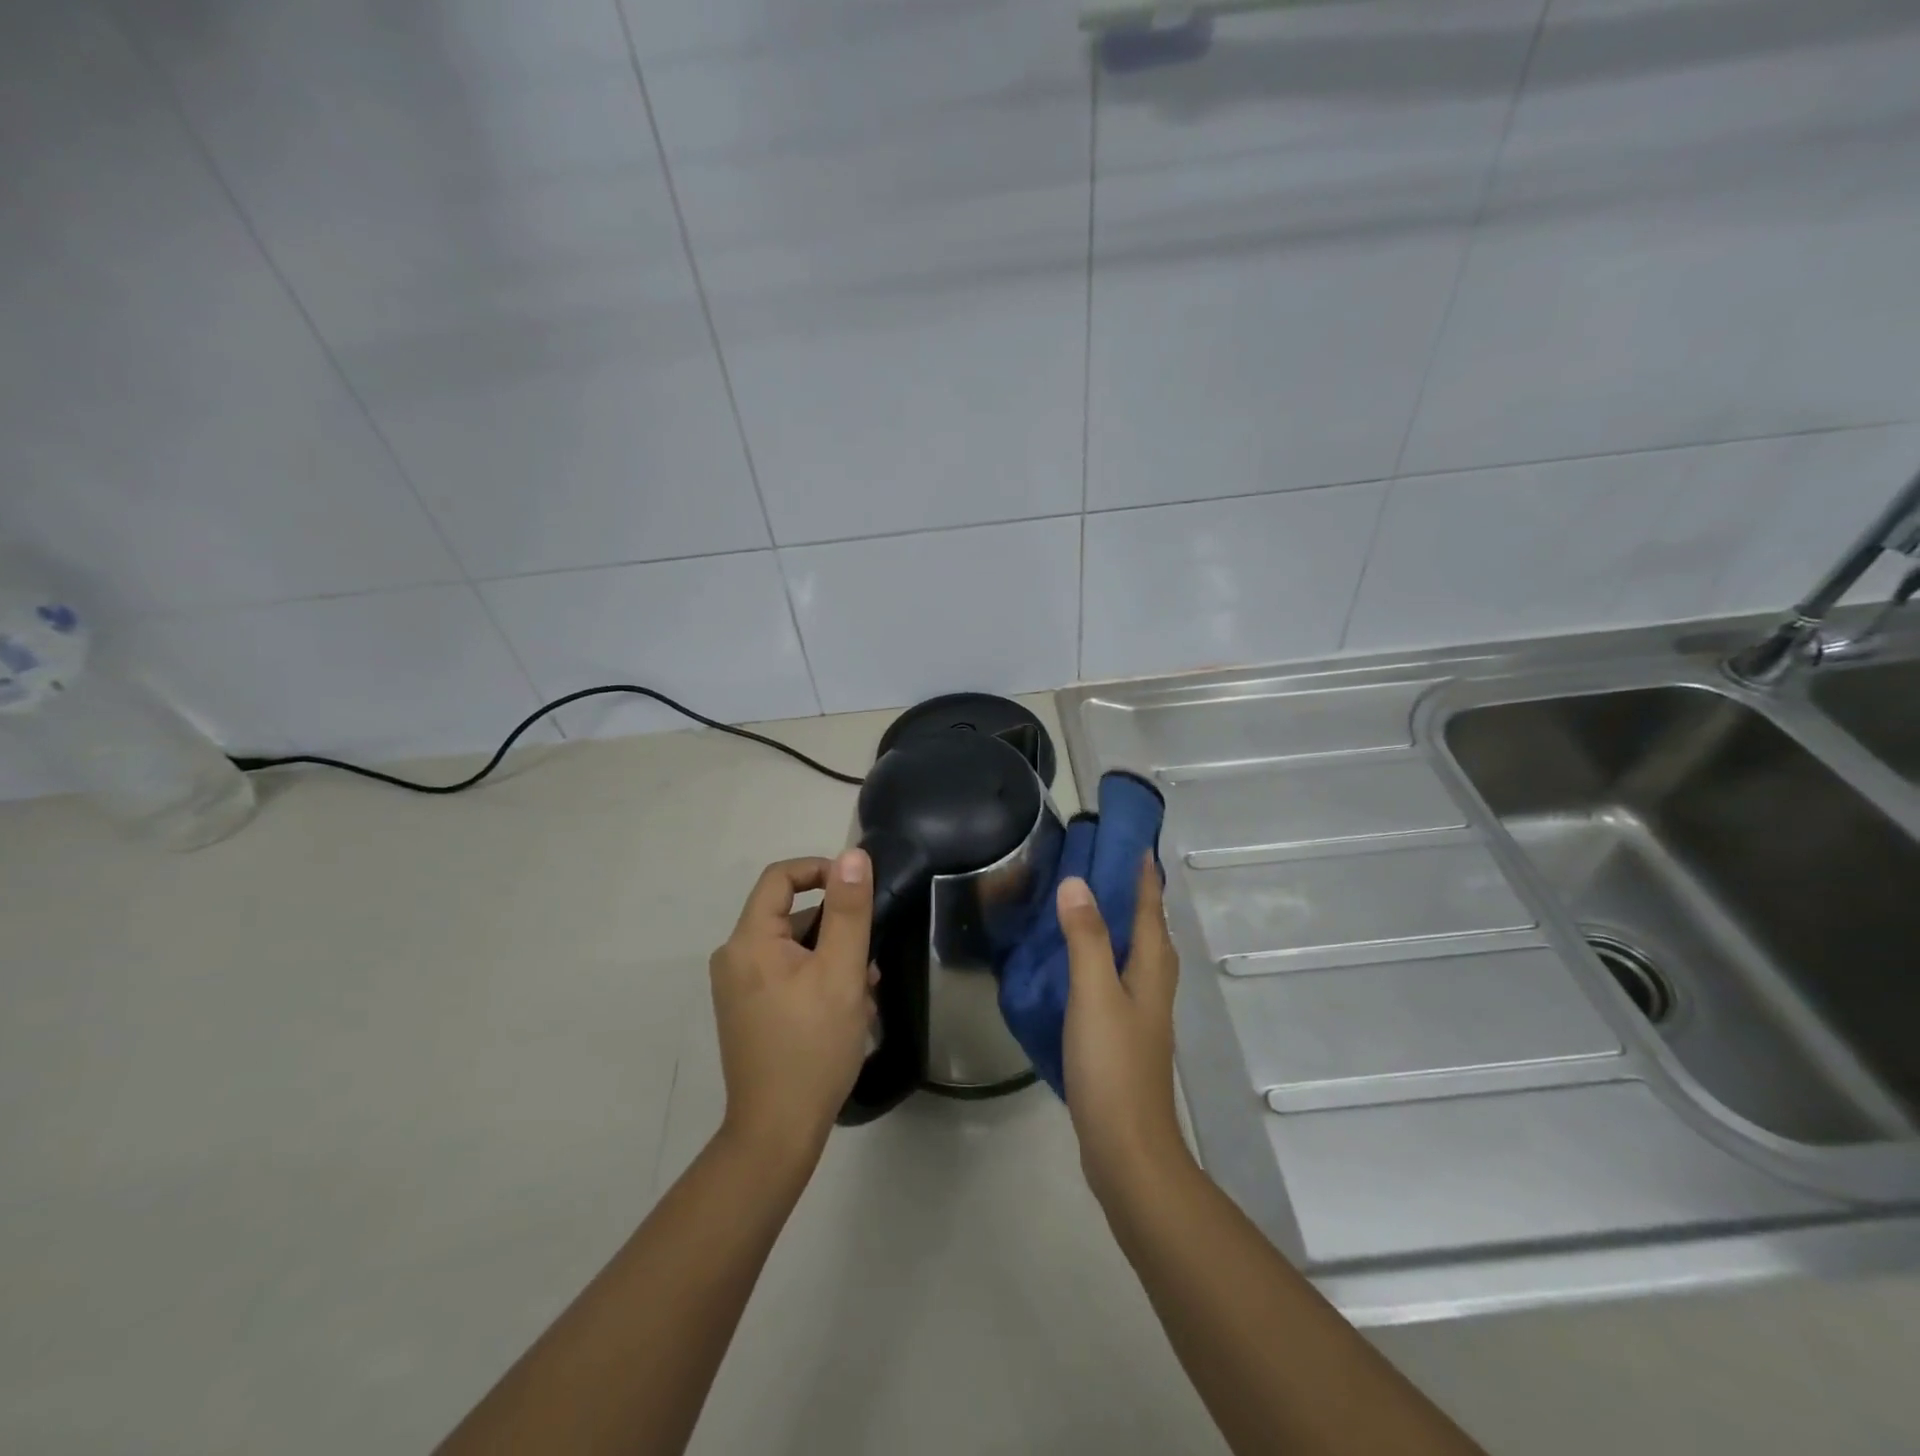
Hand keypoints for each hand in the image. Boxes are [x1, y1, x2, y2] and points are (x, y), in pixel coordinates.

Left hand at [709, 852, 875, 1160]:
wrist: (776, 1132)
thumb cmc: (812, 1046)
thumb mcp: (841, 972)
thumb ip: (849, 910)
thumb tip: (852, 855)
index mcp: (748, 941)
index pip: (780, 877)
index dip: (821, 871)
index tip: (859, 890)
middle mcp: (735, 957)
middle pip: (791, 915)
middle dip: (836, 929)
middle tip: (870, 960)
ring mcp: (739, 987)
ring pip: (794, 948)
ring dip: (833, 958)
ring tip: (865, 992)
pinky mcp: (749, 1011)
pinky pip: (787, 974)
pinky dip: (818, 979)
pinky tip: (848, 1010)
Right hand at [1058, 857, 1189, 1201]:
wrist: (1126, 1147)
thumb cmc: (1113, 1064)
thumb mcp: (1094, 993)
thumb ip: (1086, 938)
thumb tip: (1078, 882)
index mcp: (1152, 968)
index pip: (1151, 907)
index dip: (1143, 873)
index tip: (1132, 840)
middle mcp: (1153, 984)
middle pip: (1150, 928)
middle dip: (1133, 894)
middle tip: (1102, 864)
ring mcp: (1141, 1012)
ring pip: (1134, 953)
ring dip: (1117, 924)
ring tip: (1087, 903)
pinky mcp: (1124, 1034)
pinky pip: (1116, 977)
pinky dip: (1102, 955)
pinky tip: (1077, 962)